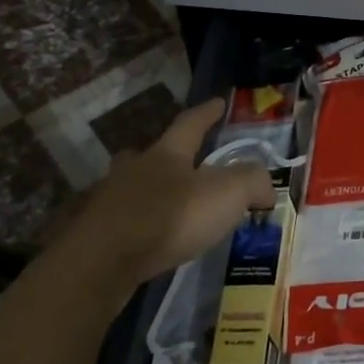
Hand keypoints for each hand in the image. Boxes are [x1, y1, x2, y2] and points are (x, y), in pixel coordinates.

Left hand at [51, 98, 274, 290]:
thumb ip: (252, 182)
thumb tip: (267, 188)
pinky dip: (138, 224)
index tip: (218, 102)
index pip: (191, 123)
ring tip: (168, 206)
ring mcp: (110, 201)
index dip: (207, 113)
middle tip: (182, 163)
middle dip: (168, 156)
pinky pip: (123, 221)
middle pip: (152, 154)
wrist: (103, 262)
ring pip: (133, 187)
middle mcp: (135, 169)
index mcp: (167, 154)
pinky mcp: (96, 234)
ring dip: (150, 192)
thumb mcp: (227, 194)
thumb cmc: (170, 217)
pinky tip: (149, 238)